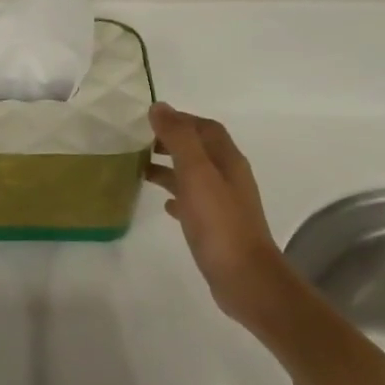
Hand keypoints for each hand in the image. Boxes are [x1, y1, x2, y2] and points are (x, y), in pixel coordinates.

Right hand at [146, 104, 290, 329]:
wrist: (244, 277)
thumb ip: (178, 139)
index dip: (181, 120)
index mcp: (228, 160)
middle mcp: (229, 177)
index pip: (206, 128)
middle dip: (173, 142)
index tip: (150, 120)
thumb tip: (160, 107)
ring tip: (142, 171)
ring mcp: (224, 204)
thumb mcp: (196, 174)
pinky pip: (195, 202)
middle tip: (141, 143)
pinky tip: (164, 205)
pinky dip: (178, 196)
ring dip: (172, 169)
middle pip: (201, 150)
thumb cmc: (219, 223)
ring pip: (195, 176)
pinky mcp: (217, 227)